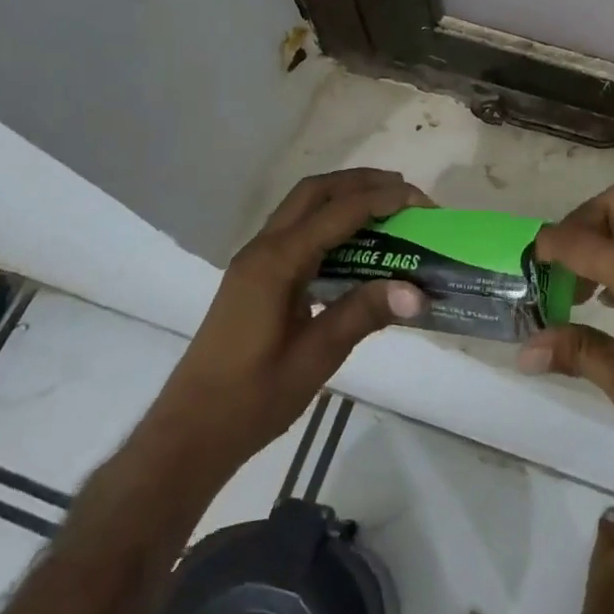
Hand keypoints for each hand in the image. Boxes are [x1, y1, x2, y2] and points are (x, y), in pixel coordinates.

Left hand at [165, 169, 429, 458]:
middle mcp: (263, 248)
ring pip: (302, 206)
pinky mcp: (255, 275)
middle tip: (405, 193)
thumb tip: (418, 292)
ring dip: (344, 197)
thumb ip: (364, 314)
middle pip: (315, 191)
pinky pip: (296, 228)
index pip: (338, 212)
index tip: (422, 202)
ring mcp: (255, 260)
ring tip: (387, 208)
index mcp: (277, 262)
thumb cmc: (252, 398)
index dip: (382, 200)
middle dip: (362, 182)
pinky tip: (354, 245)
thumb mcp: (315, 357)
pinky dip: (329, 220)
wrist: (191, 431)